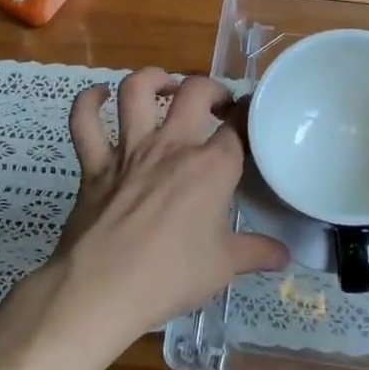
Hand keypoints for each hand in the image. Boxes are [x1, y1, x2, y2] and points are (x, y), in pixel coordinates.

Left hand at [37, 69, 286, 355]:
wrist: (100, 290)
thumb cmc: (169, 277)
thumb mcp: (223, 267)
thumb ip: (256, 253)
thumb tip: (285, 255)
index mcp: (210, 167)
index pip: (239, 127)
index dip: (249, 116)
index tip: (253, 118)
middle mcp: (171, 146)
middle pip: (195, 92)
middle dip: (212, 89)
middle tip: (218, 105)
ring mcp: (128, 151)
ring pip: (137, 90)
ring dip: (154, 79)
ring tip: (166, 86)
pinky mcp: (93, 165)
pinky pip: (84, 122)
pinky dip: (88, 103)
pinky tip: (99, 97)